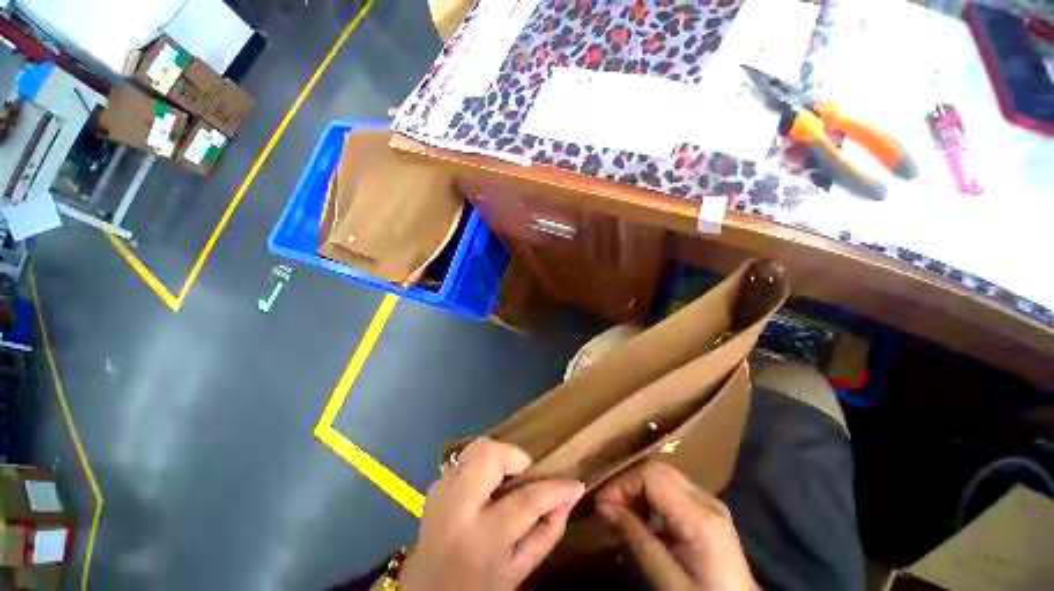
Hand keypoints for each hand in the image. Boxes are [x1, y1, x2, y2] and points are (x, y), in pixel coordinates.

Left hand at [400, 437, 584, 590]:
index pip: (526, 501)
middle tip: (525, 474)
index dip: (556, 488)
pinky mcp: (435, 484)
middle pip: (489, 455)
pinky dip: (480, 464)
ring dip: (497, 456)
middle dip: (514, 456)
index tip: (575, 483)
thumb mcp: (518, 572)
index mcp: (482, 539)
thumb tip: (569, 497)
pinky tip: (485, 486)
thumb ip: (547, 533)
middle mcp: (457, 508)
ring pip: (475, 448)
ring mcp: (441, 492)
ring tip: (505, 478)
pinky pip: (465, 458)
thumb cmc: (478, 587)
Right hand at [595, 460, 755, 590]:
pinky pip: (671, 488)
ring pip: (663, 474)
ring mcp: (709, 501)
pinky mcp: (707, 508)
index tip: (603, 504)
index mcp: (700, 517)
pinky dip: (651, 495)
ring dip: (638, 487)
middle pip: (657, 468)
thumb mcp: (667, 581)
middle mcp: (706, 499)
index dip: (623, 483)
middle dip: (628, 482)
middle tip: (610, 506)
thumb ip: (636, 538)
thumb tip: (603, 507)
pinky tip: (644, 518)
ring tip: (624, 512)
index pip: (651, 475)